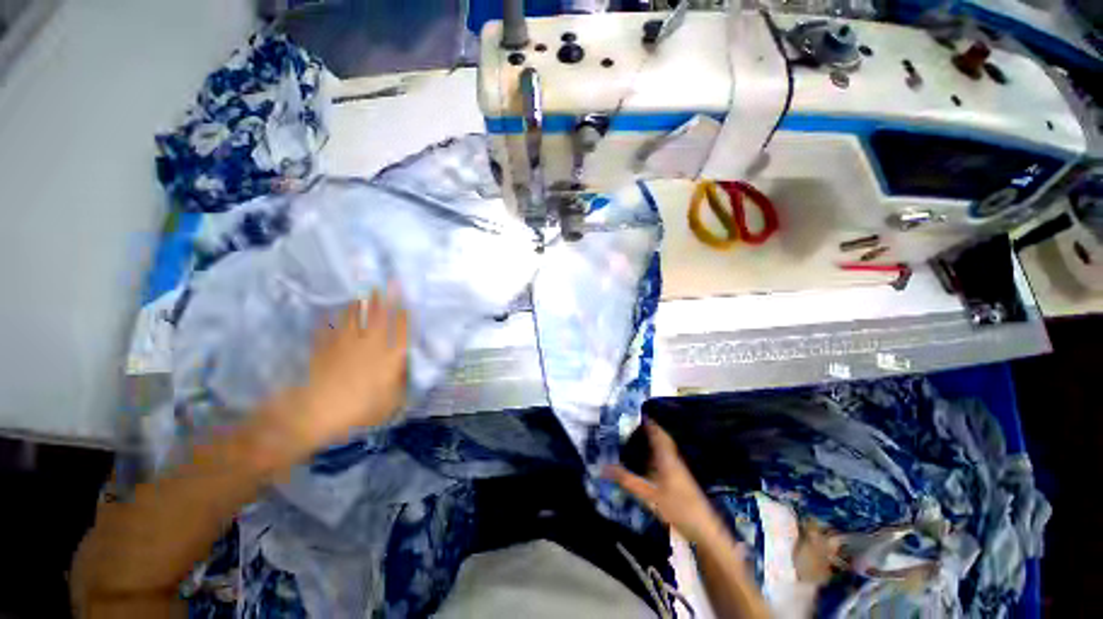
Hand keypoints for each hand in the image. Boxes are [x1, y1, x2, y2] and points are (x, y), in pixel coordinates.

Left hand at [265, 287, 409, 453]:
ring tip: (363, 294)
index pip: (402, 330)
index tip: (408, 302)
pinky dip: (329, 319)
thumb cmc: (359, 410)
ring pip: (355, 318)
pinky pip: (328, 328)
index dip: (405, 315)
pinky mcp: (324, 348)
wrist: (314, 412)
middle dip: (386, 299)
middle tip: (388, 283)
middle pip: (380, 317)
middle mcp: (371, 344)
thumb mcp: (391, 402)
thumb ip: (400, 382)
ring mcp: (345, 344)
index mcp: (390, 356)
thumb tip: (405, 367)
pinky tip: (329, 312)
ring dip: (360, 304)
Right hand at [605, 420, 728, 544]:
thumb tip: (604, 468)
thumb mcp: (649, 495)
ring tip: (635, 439)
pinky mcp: (680, 480)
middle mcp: (673, 460)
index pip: (657, 433)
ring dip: (652, 442)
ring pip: (664, 450)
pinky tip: (647, 462)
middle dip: (649, 431)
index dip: (648, 422)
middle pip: (661, 439)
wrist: (705, 530)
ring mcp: (678, 470)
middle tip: (632, 426)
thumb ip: (628, 481)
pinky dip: (655, 455)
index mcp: (667, 458)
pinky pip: (665, 460)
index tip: (635, 414)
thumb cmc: (678, 508)